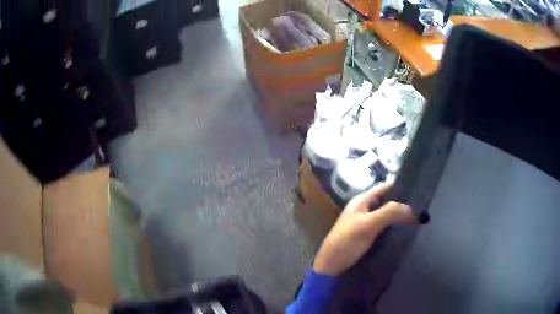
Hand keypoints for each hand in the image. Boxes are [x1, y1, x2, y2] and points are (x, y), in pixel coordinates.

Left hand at [312, 183, 415, 275]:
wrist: (331, 264)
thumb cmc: (346, 241)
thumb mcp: (368, 224)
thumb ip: (388, 213)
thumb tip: (411, 208)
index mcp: (362, 200)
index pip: (385, 187)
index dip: (400, 186)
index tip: (419, 190)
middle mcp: (365, 208)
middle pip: (387, 200)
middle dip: (402, 202)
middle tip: (422, 206)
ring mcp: (366, 221)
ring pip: (387, 213)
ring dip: (399, 214)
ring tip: (419, 217)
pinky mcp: (368, 234)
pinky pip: (385, 225)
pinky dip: (394, 225)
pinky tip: (406, 229)